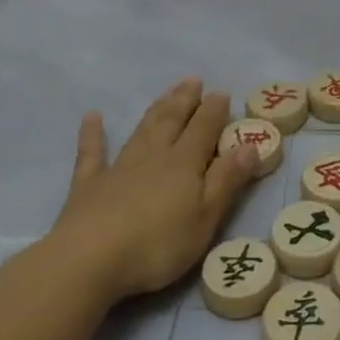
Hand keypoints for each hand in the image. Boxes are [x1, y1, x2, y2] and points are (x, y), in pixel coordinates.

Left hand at [49, 79, 261, 306]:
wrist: (89, 259)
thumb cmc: (157, 245)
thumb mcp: (205, 218)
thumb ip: (227, 180)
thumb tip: (250, 145)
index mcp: (184, 163)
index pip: (204, 128)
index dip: (214, 110)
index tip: (221, 93)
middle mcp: (154, 155)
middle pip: (173, 120)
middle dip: (185, 100)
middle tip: (193, 80)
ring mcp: (119, 167)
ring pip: (142, 129)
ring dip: (156, 109)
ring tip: (166, 92)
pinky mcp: (88, 184)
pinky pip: (92, 153)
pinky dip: (92, 134)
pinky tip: (92, 117)